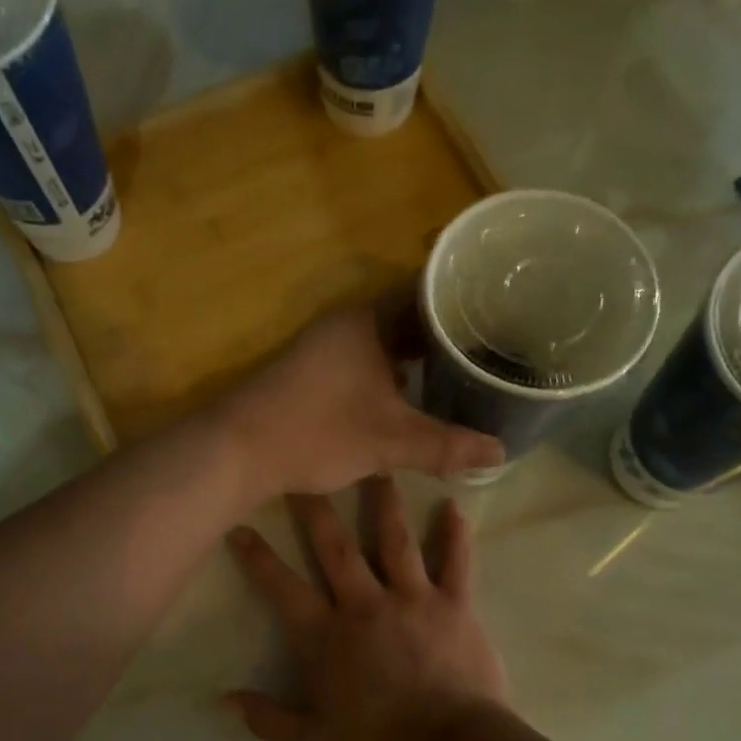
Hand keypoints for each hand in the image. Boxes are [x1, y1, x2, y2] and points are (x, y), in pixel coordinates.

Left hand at [217, 306, 502, 501]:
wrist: (236, 450)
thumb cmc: (315, 432)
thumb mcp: (388, 441)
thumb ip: (446, 446)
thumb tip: (502, 452)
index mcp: (367, 320)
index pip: (428, 288)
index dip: (466, 296)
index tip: (504, 307)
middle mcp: (347, 324)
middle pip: (409, 315)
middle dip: (449, 330)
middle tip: (496, 345)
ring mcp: (327, 347)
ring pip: (387, 340)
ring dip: (421, 354)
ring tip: (466, 368)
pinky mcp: (314, 372)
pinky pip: (369, 359)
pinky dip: (396, 371)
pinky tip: (415, 394)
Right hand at [225, 477, 509, 740]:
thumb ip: (266, 719)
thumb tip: (223, 699)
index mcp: (327, 635)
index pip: (282, 588)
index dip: (258, 557)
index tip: (239, 526)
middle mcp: (365, 603)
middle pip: (335, 546)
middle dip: (316, 508)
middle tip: (306, 473)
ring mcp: (413, 598)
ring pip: (394, 540)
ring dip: (385, 503)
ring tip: (380, 468)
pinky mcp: (455, 604)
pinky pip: (456, 562)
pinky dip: (455, 534)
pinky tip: (454, 507)